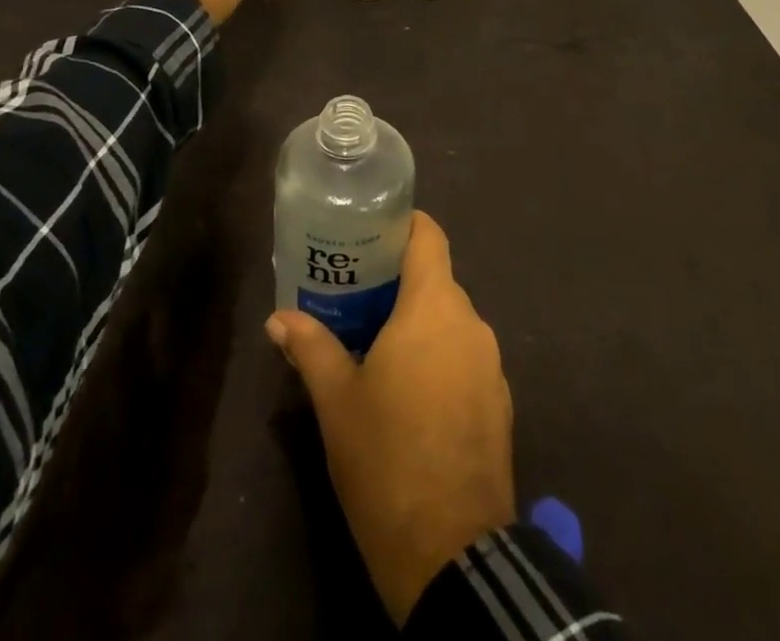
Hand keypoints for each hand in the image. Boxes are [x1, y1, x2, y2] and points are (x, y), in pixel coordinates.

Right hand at [265, 212, 514, 626]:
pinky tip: (411, 394)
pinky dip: (440, 359)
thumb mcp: (336, 400)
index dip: (404, 226)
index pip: (429, 236)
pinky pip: (466, 358)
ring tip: (377, 345)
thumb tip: (278, 318)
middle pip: (436, 280)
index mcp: (433, 307)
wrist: (452, 553)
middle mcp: (470, 322)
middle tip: (356, 296)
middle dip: (399, 283)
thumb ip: (311, 347)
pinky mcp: (500, 402)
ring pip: (451, 321)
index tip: (371, 234)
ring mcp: (491, 363)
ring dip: (419, 325)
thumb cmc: (386, 457)